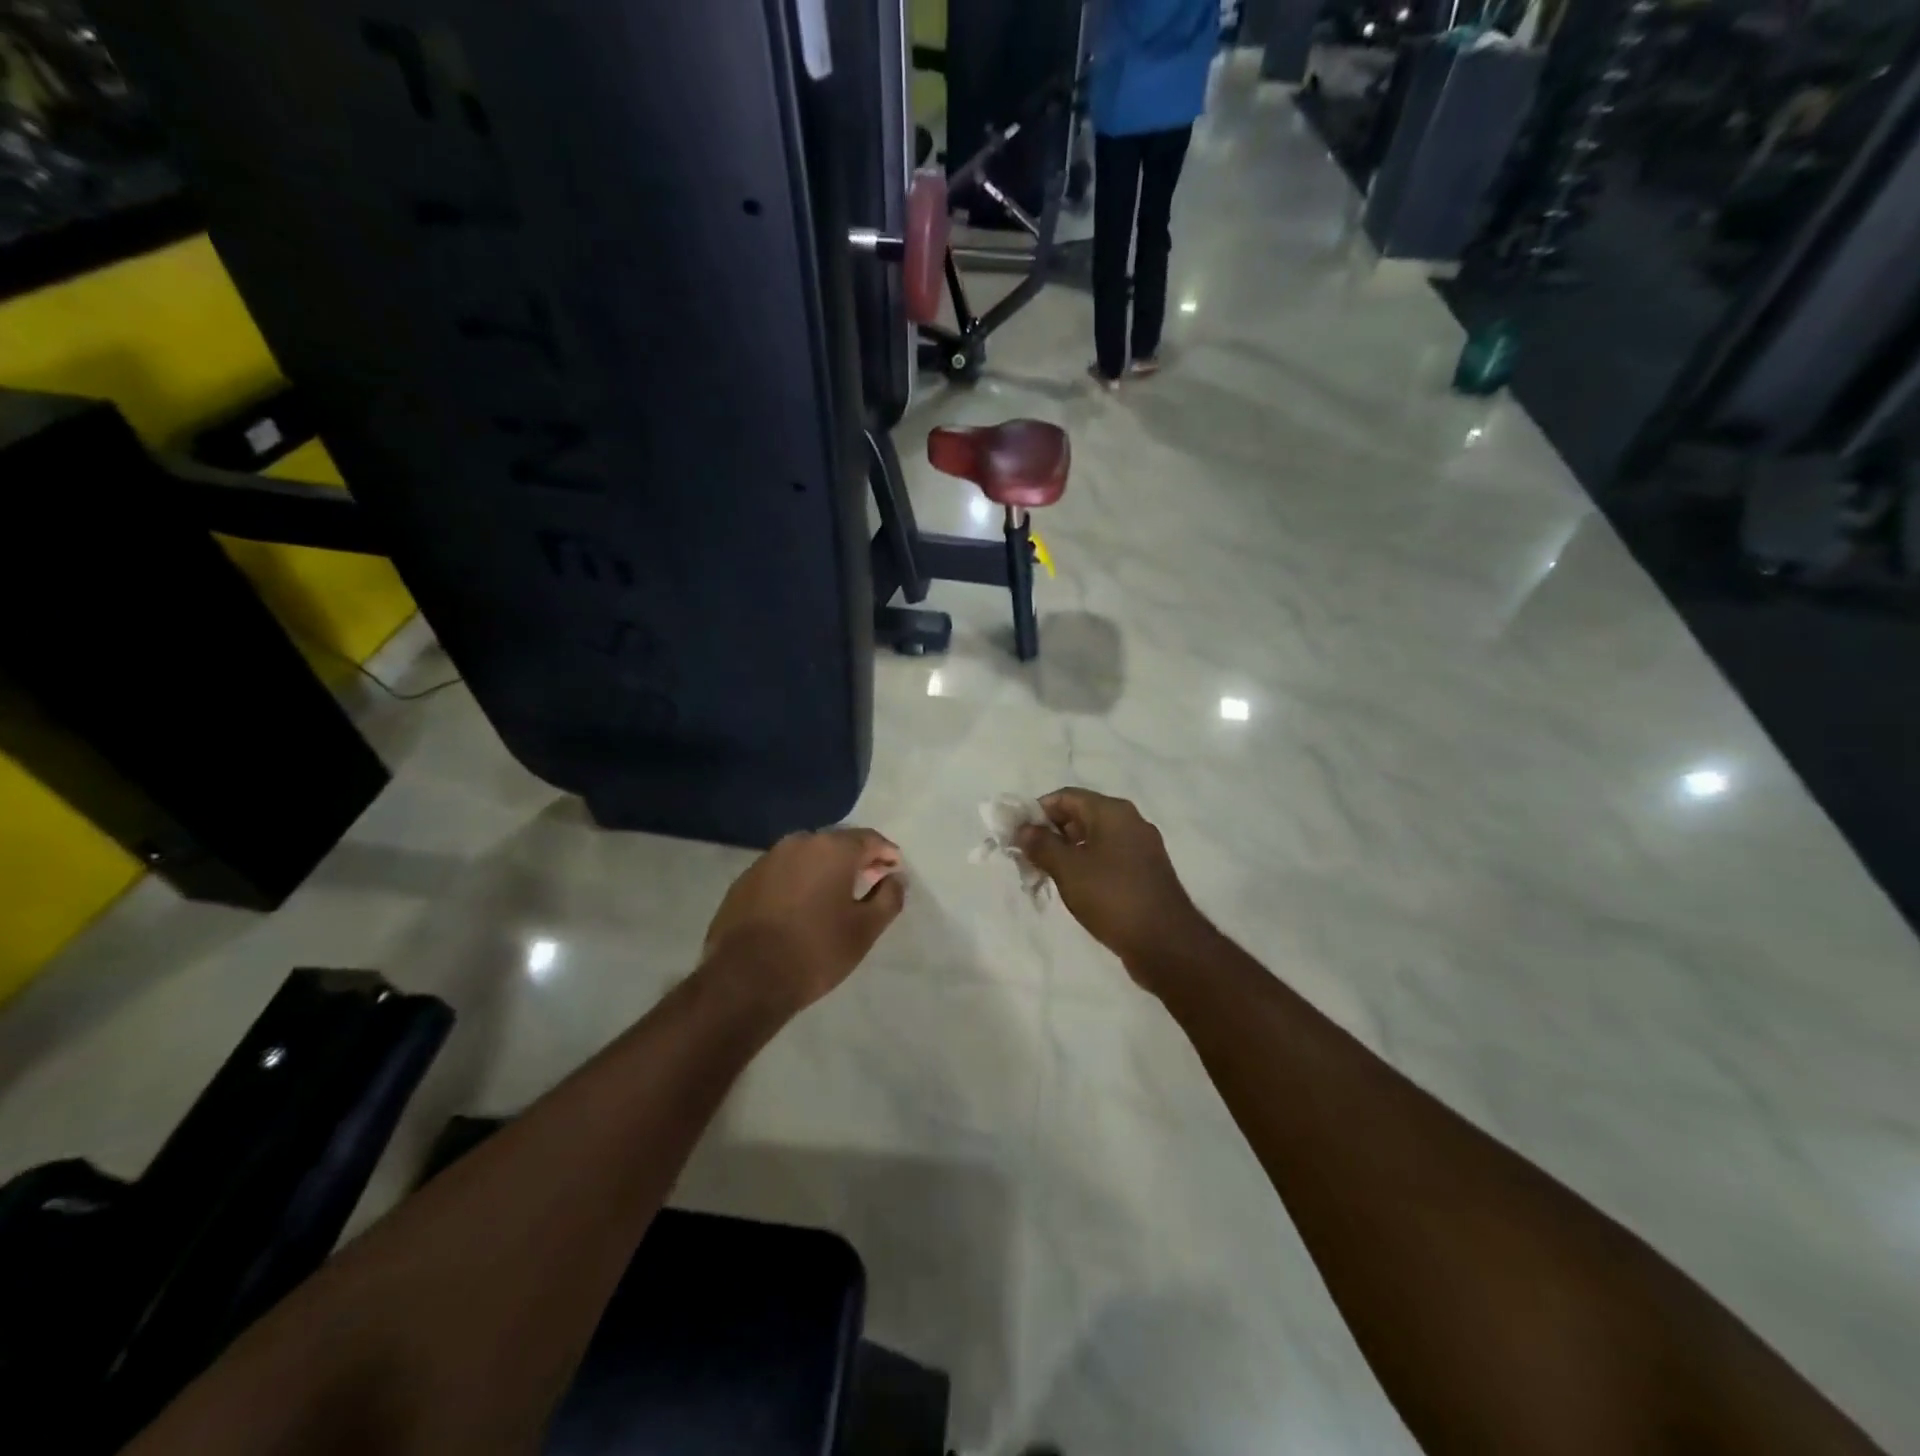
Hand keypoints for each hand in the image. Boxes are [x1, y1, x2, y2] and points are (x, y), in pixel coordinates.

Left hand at [703, 828, 906, 1011]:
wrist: (744, 979)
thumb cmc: (816, 951)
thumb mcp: (865, 929)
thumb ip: (889, 898)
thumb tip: (895, 879)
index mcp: (832, 848)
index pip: (870, 839)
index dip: (886, 854)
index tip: (895, 872)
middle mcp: (798, 843)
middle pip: (837, 843)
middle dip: (856, 858)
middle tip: (870, 880)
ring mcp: (767, 860)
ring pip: (806, 856)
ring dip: (825, 868)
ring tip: (836, 894)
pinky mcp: (744, 880)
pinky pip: (782, 872)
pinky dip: (798, 881)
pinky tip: (801, 906)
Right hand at [1017, 789, 1210, 989]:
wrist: (1166, 943)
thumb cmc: (1113, 897)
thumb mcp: (1068, 869)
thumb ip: (1041, 845)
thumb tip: (1024, 829)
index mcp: (1113, 812)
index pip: (1066, 796)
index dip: (1037, 811)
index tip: (1015, 834)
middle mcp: (1129, 822)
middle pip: (1080, 816)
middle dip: (1049, 834)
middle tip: (1025, 858)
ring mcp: (1140, 848)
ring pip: (1093, 840)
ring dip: (1065, 853)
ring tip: (1042, 876)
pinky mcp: (1144, 873)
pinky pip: (1107, 859)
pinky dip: (1085, 867)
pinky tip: (1071, 889)